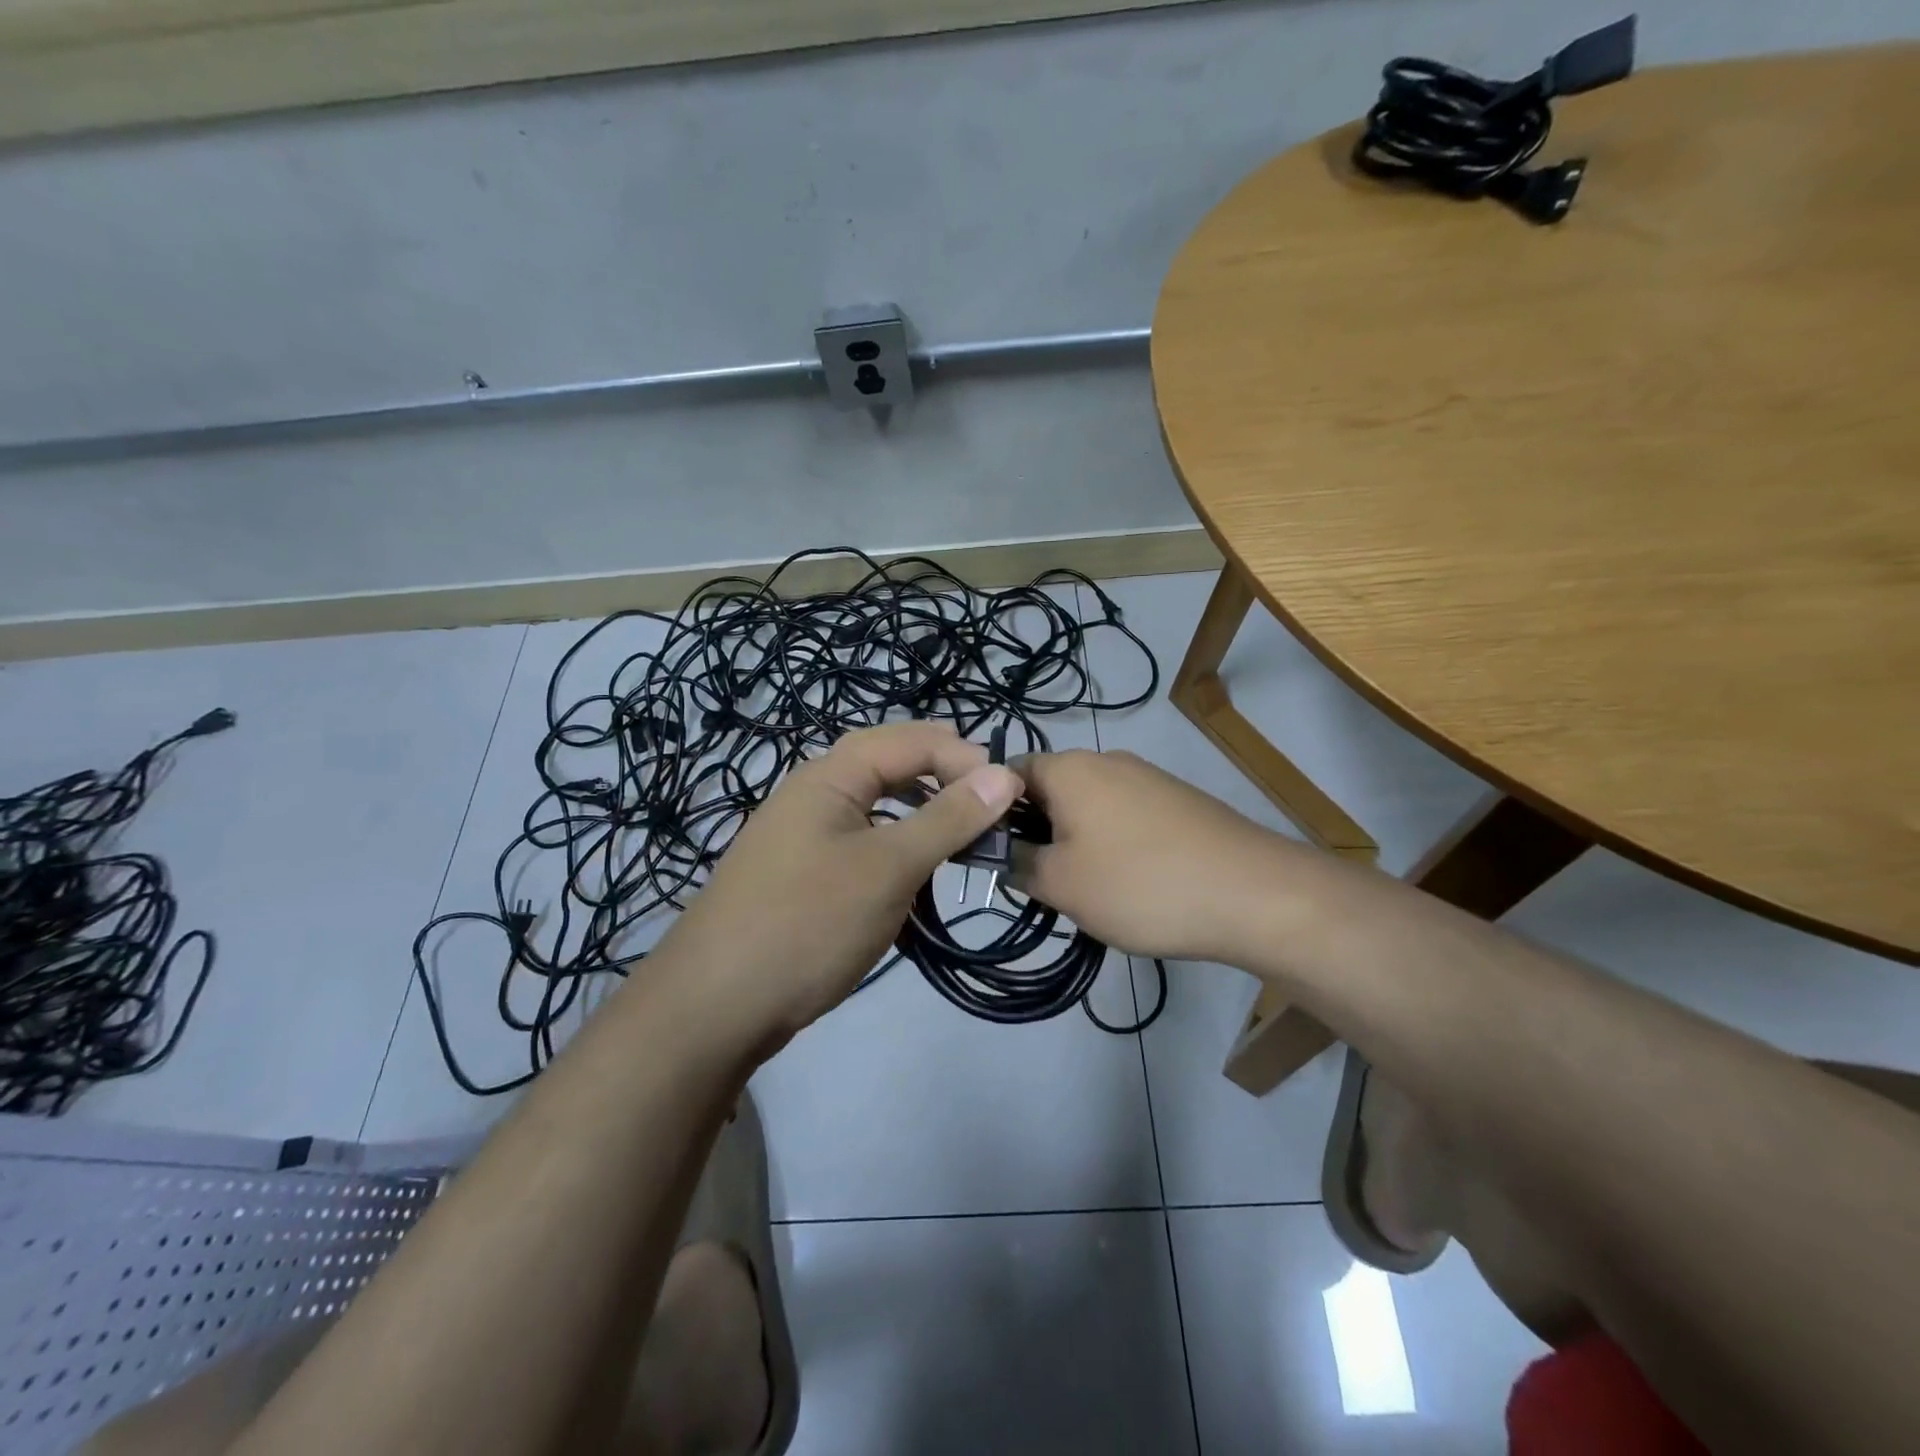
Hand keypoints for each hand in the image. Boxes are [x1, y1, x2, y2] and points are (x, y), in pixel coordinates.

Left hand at [659, 721, 1021, 1047]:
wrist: (713, 1008)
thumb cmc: (808, 924)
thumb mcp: (888, 868)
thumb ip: (947, 819)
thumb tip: (1005, 774)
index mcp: (829, 776)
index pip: (910, 741)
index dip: (963, 758)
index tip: (1009, 795)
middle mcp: (812, 794)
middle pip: (888, 764)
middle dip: (941, 776)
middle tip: (988, 804)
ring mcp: (802, 836)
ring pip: (874, 807)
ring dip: (919, 814)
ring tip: (959, 836)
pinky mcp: (800, 876)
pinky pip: (859, 844)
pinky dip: (894, 849)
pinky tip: (914, 879)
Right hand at [1013, 749, 1295, 963]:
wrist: (1252, 893)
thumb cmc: (1139, 884)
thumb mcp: (1061, 884)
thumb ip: (1016, 863)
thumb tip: (1000, 851)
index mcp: (1069, 768)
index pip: (1007, 773)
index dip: (990, 811)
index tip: (991, 854)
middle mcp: (1107, 759)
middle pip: (1050, 789)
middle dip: (1035, 832)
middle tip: (1037, 881)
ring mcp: (1147, 777)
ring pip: (1088, 805)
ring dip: (1074, 841)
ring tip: (1085, 890)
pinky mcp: (1177, 800)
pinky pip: (1124, 815)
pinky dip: (1112, 843)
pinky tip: (1129, 883)